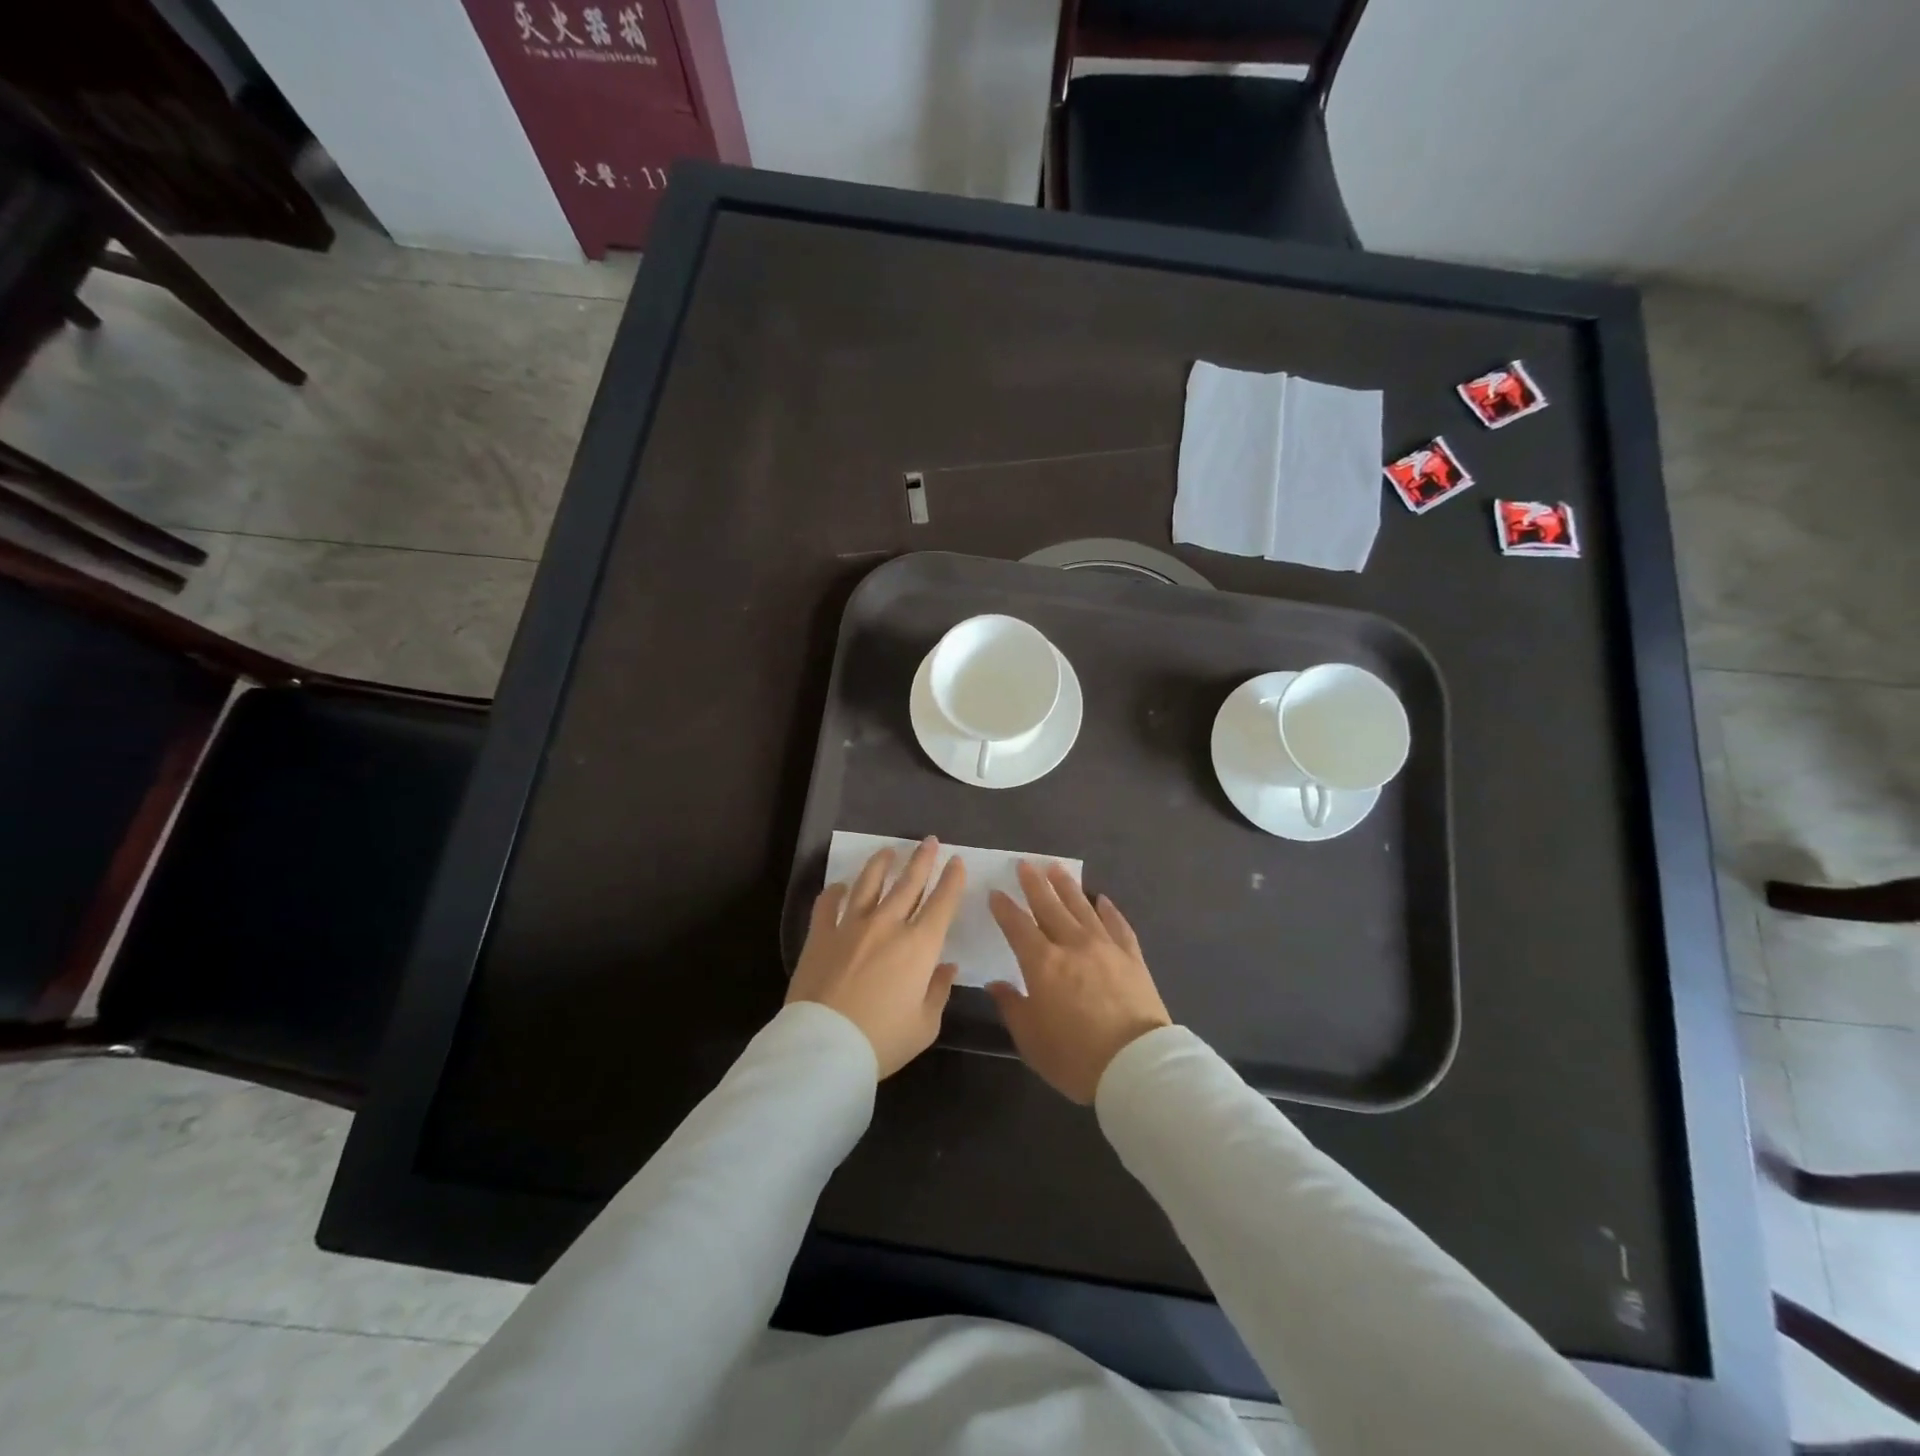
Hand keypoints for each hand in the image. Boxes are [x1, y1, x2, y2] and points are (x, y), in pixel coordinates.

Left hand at [788, 838, 965, 1077]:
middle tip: (929, 840)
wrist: (825, 1047)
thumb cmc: (883, 1040)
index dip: (952, 879)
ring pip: (869, 883)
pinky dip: (835, 891)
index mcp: (919, 946)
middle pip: (908, 883)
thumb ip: (938, 991)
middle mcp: (888, 925)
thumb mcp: (925, 1025)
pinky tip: (840, 886)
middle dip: (922, 859)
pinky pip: (827, 904)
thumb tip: (946, 967)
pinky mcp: (820, 935)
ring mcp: (851, 926)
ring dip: (881, 864)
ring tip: (889, 851)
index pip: (942, 903)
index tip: (956, 861)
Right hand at [987, 861, 1170, 1103]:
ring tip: (1056, 869)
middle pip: (1050, 907)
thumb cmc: (1075, 1057)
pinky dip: (1109, 910)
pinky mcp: (1132, 957)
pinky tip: (1102, 899)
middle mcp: (1072, 945)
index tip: (996, 892)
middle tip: (1025, 864)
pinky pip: (1118, 925)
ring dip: (1067, 887)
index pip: (1017, 926)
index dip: (1005, 908)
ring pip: (1082, 907)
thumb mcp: (1031, 1039)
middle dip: (1035, 884)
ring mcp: (1106, 947)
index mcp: (1042, 964)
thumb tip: (995, 984)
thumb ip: (1011, 1006)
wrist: (1136, 1065)